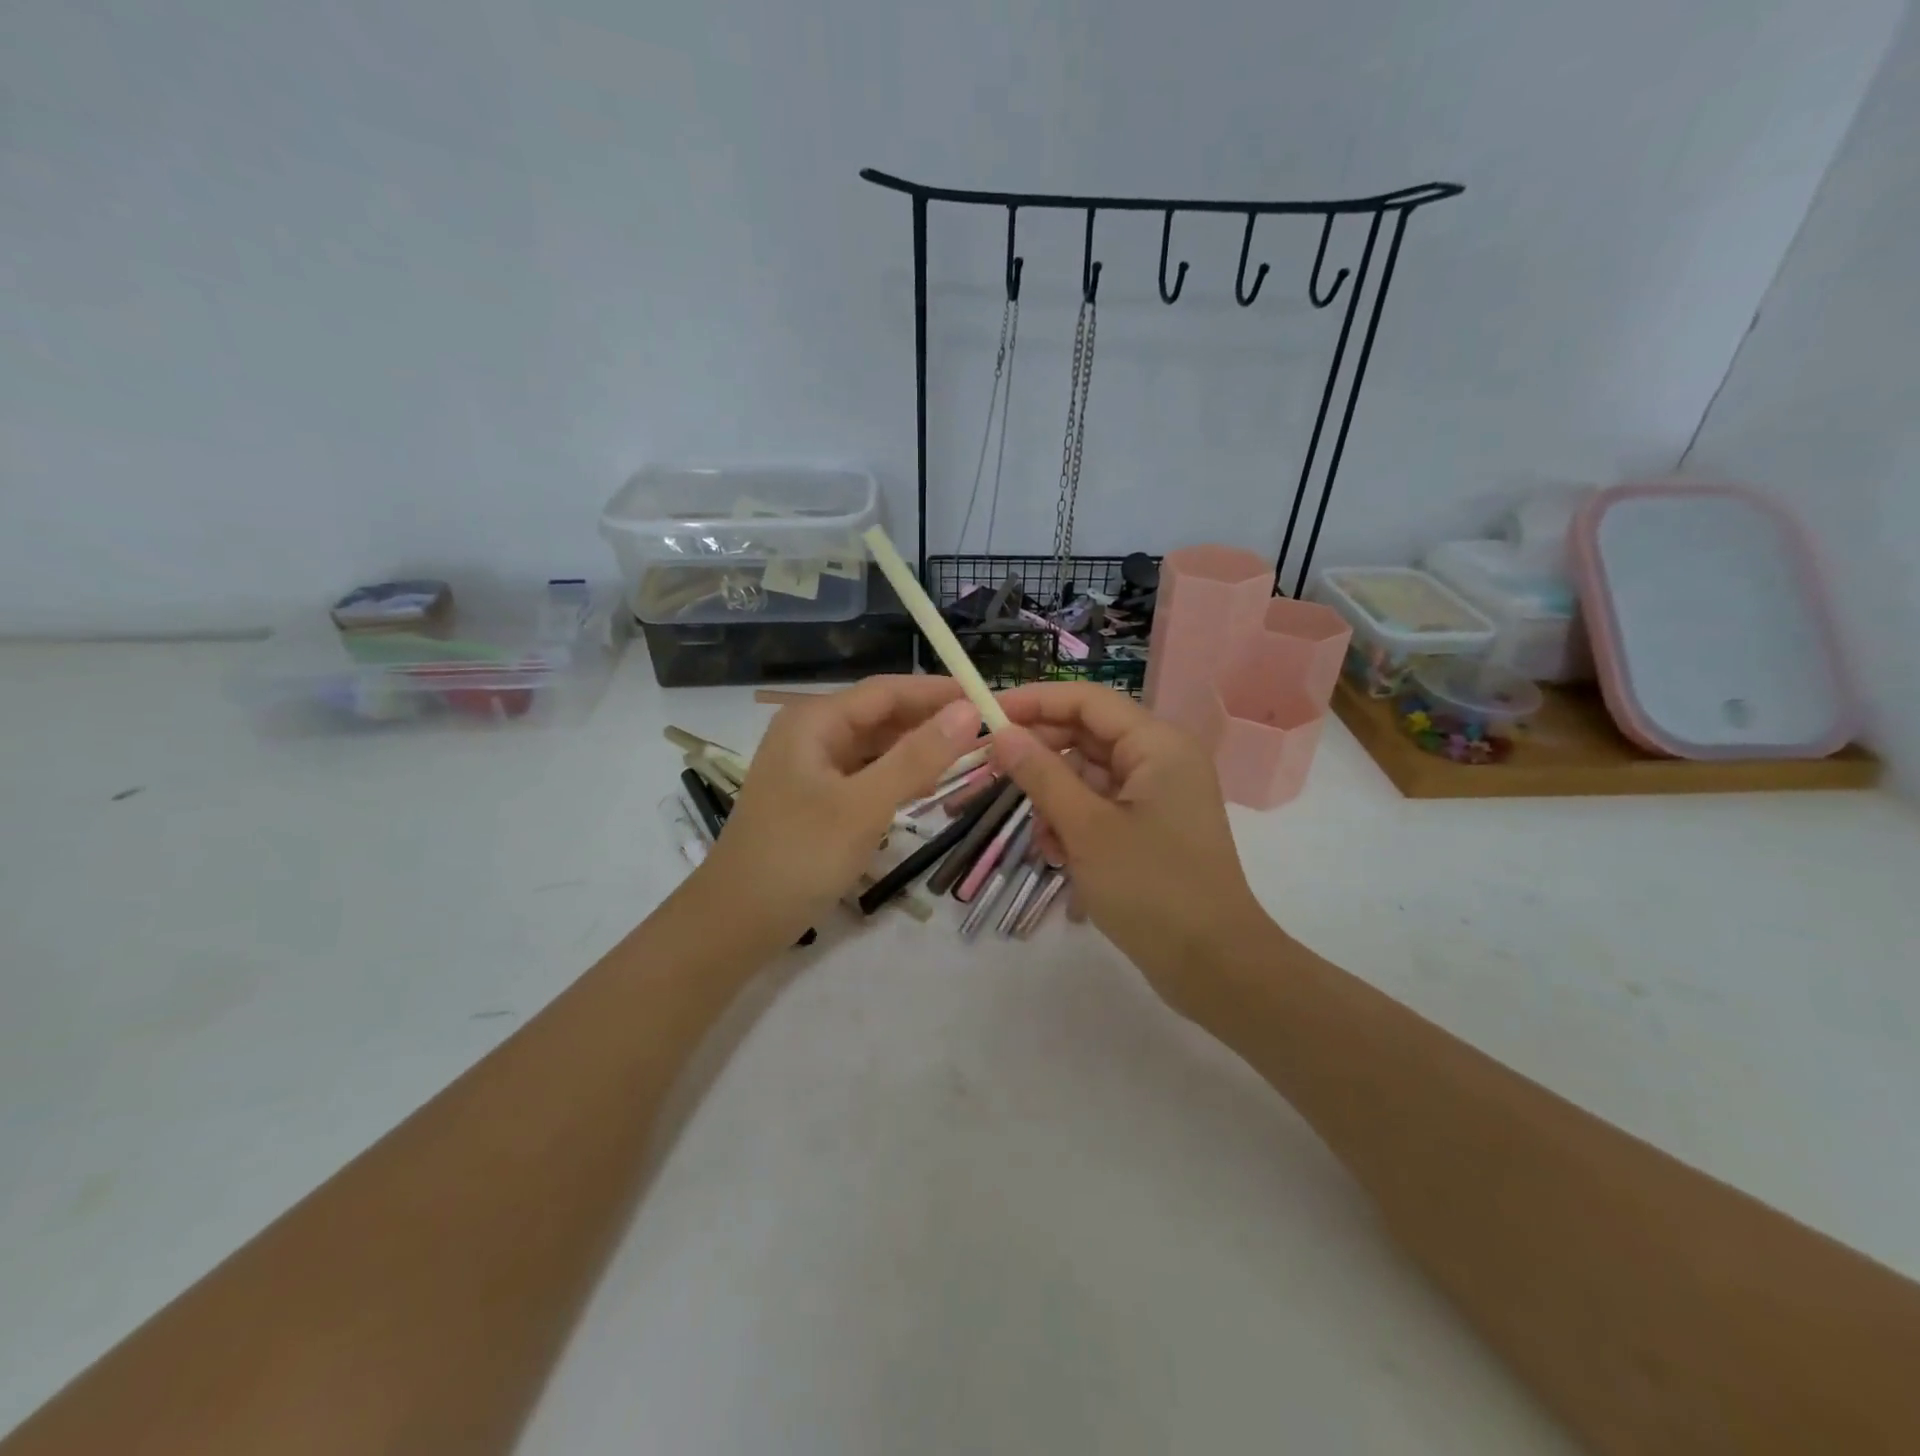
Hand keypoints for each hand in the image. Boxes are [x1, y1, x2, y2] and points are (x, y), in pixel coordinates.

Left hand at [695, 676, 980, 943]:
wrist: (736, 921)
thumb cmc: (799, 856)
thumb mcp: (865, 805)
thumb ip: (918, 757)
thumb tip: (970, 710)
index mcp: (815, 719)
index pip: (889, 690)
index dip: (940, 692)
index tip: (989, 698)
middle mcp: (811, 732)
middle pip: (881, 714)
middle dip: (931, 721)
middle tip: (988, 732)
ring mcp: (810, 766)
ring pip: (875, 745)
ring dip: (917, 749)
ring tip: (968, 756)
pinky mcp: (815, 796)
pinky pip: (865, 773)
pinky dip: (896, 775)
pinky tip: (925, 786)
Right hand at [990, 682, 1274, 1015]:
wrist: (1214, 966)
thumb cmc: (1152, 889)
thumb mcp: (1086, 828)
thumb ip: (1041, 775)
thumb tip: (1002, 733)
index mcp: (1157, 745)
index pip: (1086, 701)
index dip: (1034, 702)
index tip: (986, 714)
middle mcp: (1161, 759)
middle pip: (1086, 736)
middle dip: (1041, 757)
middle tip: (992, 773)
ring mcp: (1157, 795)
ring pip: (1089, 775)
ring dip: (1055, 799)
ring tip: (1040, 840)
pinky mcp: (1151, 827)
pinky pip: (1101, 806)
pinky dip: (1074, 822)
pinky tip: (1057, 856)